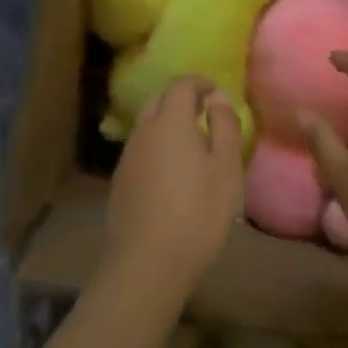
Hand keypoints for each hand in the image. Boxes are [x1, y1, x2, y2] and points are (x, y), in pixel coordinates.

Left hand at [105, 77, 244, 300]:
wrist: (147, 264)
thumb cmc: (197, 213)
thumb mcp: (226, 168)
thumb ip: (224, 126)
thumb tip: (216, 99)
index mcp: (169, 121)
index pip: (181, 85)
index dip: (200, 83)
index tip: (216, 91)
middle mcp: (143, 131)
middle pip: (159, 100)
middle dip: (181, 99)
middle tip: (205, 114)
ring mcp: (127, 157)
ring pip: (147, 125)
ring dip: (168, 123)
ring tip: (193, 144)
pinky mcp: (120, 181)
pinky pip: (141, 149)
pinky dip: (157, 146)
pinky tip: (172, 172)